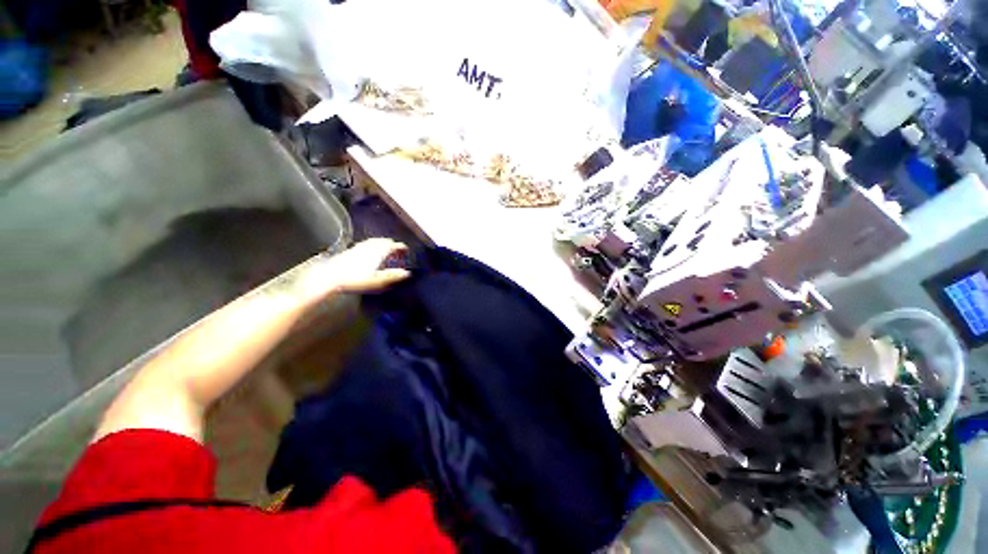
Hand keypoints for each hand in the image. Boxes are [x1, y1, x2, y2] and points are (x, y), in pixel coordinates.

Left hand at [321, 238, 410, 292]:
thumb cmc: (354, 279)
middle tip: (397, 253)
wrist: (329, 276)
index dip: (401, 248)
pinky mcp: (350, 251)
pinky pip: (365, 245)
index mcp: (378, 251)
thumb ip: (393, 276)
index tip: (406, 251)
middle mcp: (369, 246)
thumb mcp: (377, 280)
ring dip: (382, 246)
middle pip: (384, 241)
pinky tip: (369, 256)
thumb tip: (406, 273)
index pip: (394, 245)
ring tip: (385, 253)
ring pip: (374, 242)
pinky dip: (372, 248)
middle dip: (392, 246)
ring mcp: (359, 247)